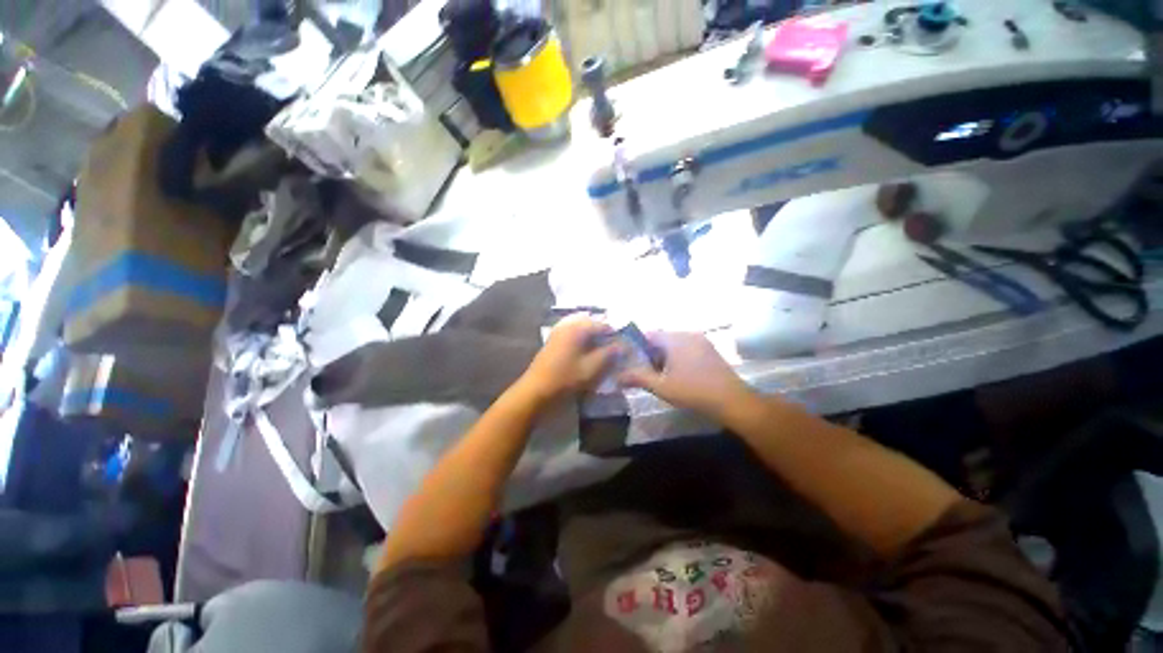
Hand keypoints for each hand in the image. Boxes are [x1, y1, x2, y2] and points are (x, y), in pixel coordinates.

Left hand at [518, 316, 620, 404]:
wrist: (536, 392)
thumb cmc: (566, 379)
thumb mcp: (592, 367)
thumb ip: (609, 354)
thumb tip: (622, 345)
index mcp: (577, 327)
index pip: (604, 325)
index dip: (616, 337)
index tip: (625, 349)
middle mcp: (568, 325)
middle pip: (593, 327)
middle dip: (605, 338)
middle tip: (615, 353)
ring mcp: (559, 333)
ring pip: (584, 333)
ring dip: (595, 342)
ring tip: (603, 356)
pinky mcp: (554, 342)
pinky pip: (574, 338)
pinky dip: (584, 345)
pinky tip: (588, 357)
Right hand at [618, 332, 754, 421]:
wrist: (732, 401)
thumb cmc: (693, 391)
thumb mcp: (661, 387)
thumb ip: (638, 378)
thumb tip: (617, 377)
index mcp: (675, 339)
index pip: (649, 335)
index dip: (638, 347)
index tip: (633, 362)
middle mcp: (688, 334)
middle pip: (662, 339)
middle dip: (652, 354)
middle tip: (648, 372)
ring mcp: (701, 341)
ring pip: (675, 344)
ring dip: (666, 356)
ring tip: (663, 376)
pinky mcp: (710, 349)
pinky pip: (687, 348)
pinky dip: (679, 357)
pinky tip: (680, 375)